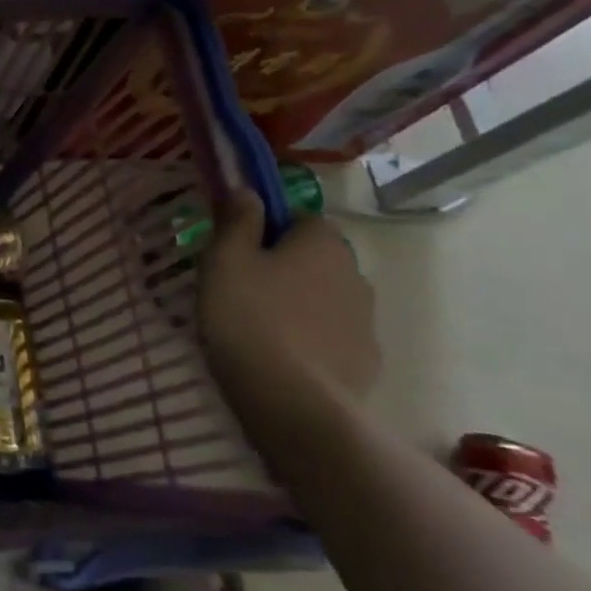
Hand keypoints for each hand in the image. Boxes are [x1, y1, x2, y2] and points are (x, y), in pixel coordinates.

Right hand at [198, 190, 380, 418]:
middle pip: (314, 259)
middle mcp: (354, 273)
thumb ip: (237, 221)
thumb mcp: (225, 261)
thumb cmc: (248, 318)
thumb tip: (249, 190)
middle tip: (240, 290)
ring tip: (258, 329)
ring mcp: (365, 320)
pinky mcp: (366, 361)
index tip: (236, 252)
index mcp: (321, 243)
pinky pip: (332, 337)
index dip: (267, 230)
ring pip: (324, 298)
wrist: (293, 401)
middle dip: (284, 268)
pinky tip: (281, 358)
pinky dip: (310, 340)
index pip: (300, 218)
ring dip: (299, 305)